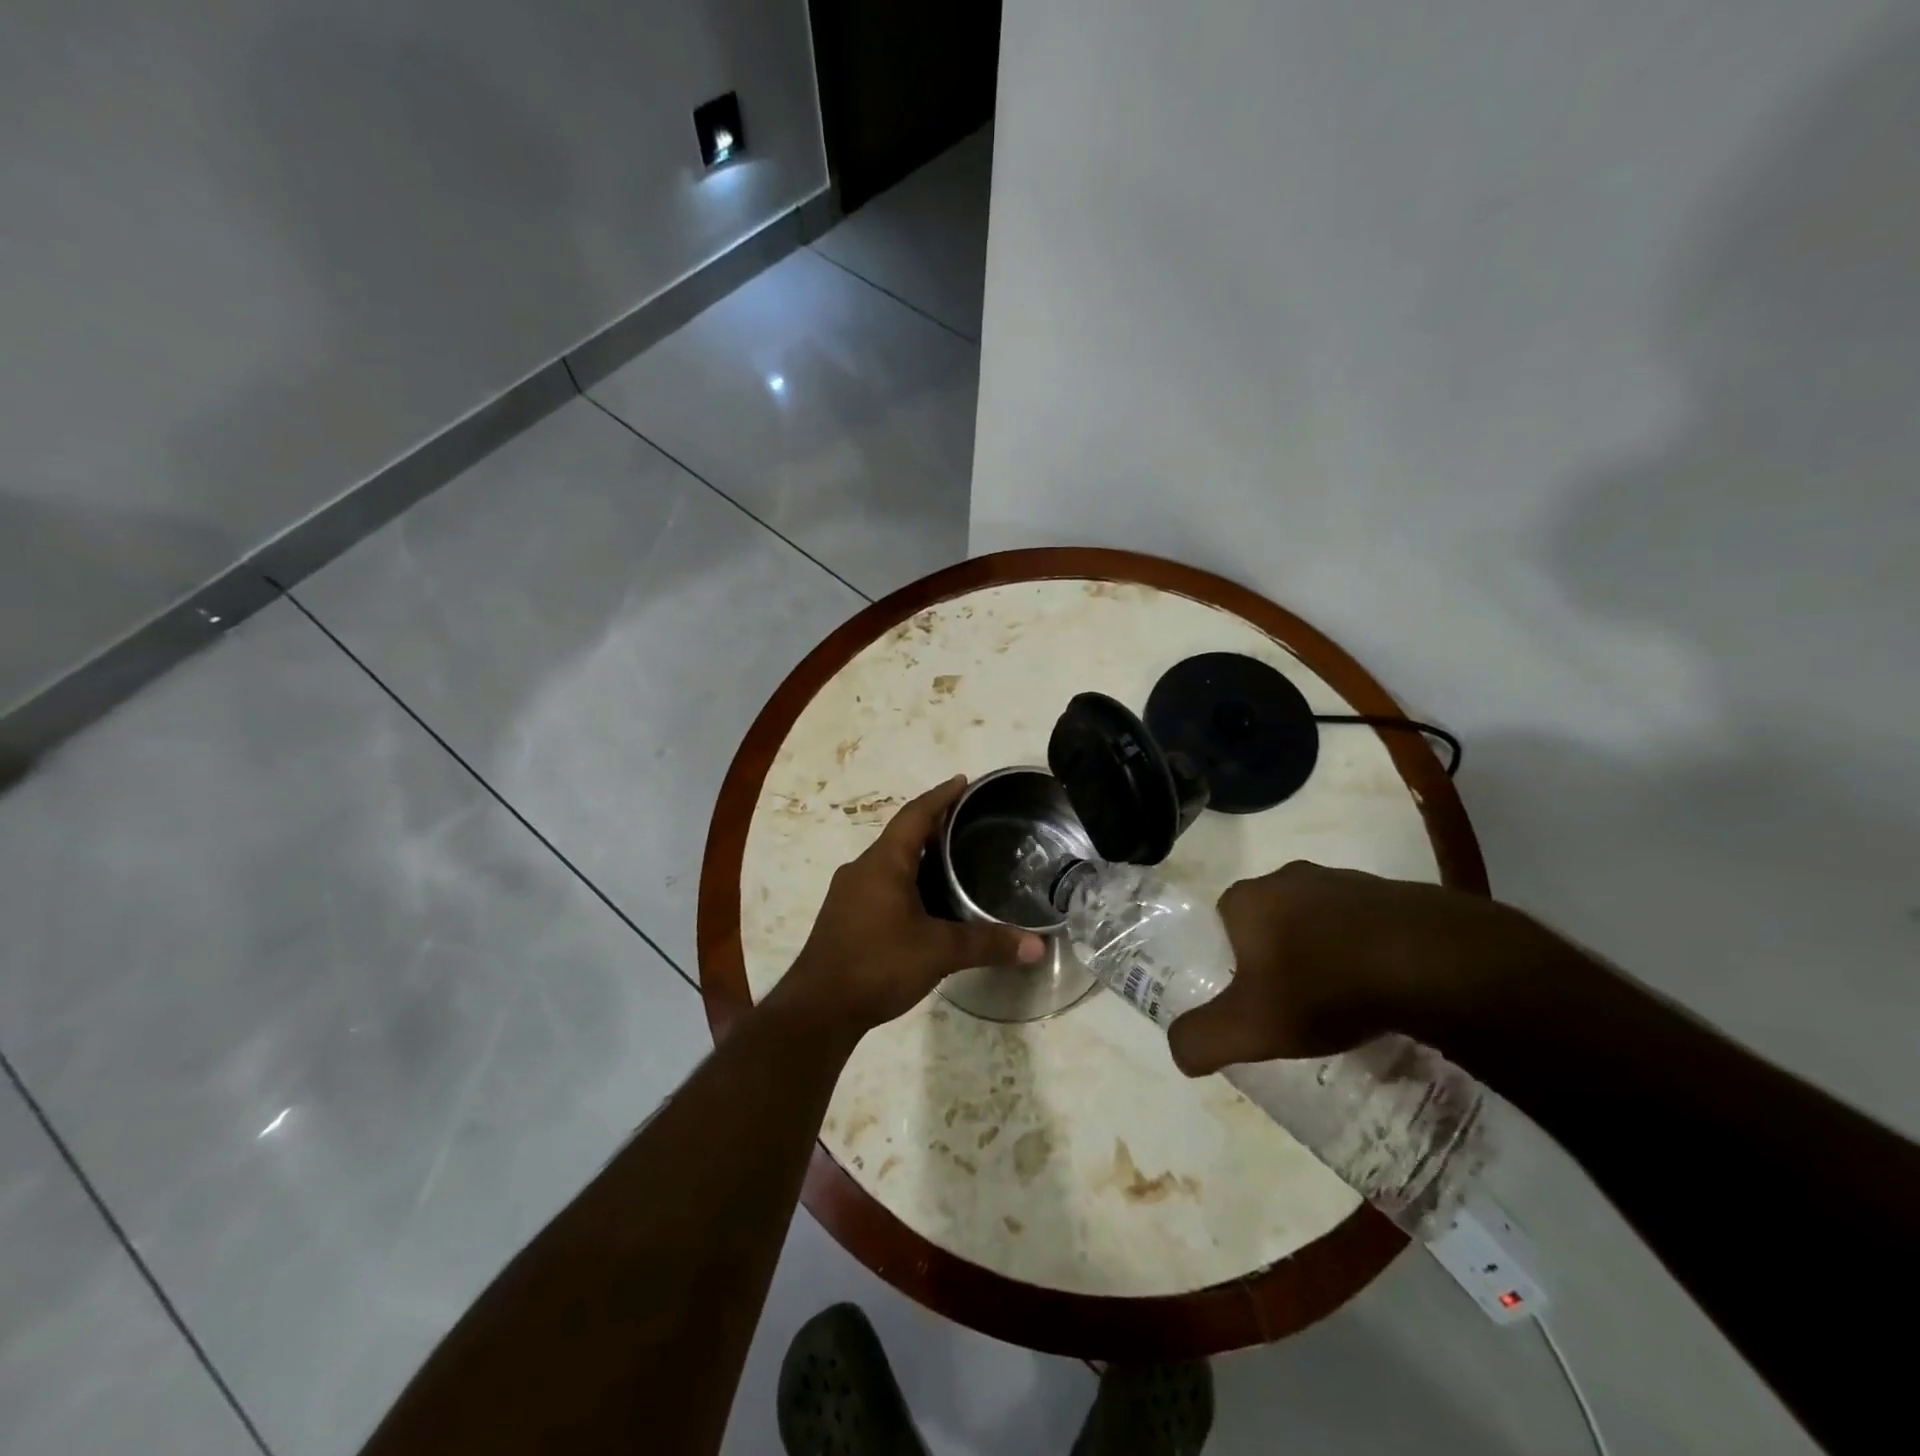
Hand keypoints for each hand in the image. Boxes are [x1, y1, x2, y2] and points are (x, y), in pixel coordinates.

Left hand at [772, 776, 1045, 1038]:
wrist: (818, 1010)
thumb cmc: (877, 964)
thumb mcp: (938, 952)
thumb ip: (987, 944)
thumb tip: (1037, 946)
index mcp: (883, 862)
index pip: (915, 815)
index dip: (940, 796)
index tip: (963, 781)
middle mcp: (862, 869)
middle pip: (902, 836)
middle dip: (934, 826)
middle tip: (968, 824)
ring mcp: (848, 894)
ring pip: (890, 862)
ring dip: (919, 856)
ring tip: (953, 861)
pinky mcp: (844, 917)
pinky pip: (880, 884)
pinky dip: (906, 881)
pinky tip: (925, 903)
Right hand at [1167, 861, 1529, 1074]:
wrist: (1428, 961)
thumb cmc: (1323, 987)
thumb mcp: (1248, 1028)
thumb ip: (1201, 1039)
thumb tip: (1179, 1051)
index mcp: (1245, 897)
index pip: (1221, 924)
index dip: (1230, 962)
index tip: (1252, 998)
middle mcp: (1287, 876)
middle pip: (1268, 921)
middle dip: (1276, 956)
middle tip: (1294, 1003)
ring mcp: (1342, 879)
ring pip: (1316, 921)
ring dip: (1322, 952)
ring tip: (1342, 1001)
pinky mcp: (1390, 892)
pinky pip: (1361, 924)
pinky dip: (1362, 950)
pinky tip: (1379, 988)